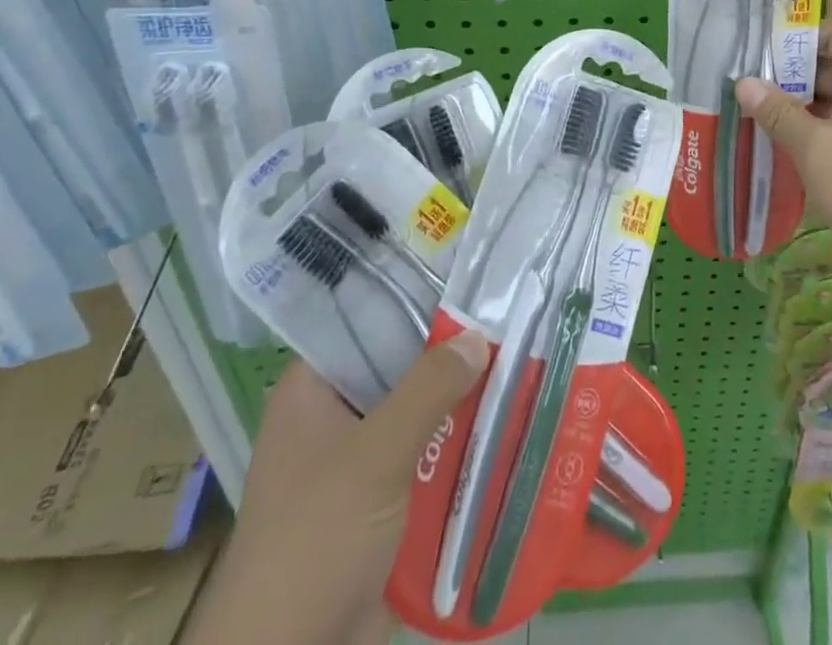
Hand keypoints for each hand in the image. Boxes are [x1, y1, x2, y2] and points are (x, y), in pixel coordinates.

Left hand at [184, 334, 489, 644]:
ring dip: (461, 407)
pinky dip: (458, 451)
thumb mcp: (375, 455)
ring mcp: (355, 465)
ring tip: (520, 371)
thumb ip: (427, 389)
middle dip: (451, 359)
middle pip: (399, 371)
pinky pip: (425, 461)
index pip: (368, 323)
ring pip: (417, 417)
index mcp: (312, 391)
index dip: (418, 303)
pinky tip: (506, 430)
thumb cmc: (316, 541)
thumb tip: (476, 335)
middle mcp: (332, 418)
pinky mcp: (379, 507)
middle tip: (509, 327)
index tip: (472, 291)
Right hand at [737, 23, 831, 278]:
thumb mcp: (814, 146)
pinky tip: (778, 141)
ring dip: (796, 104)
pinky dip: (810, 129)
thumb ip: (777, 111)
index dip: (800, 35)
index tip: (762, 46)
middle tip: (746, 81)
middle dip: (788, 74)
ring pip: (830, 101)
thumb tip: (743, 82)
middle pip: (829, 67)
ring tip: (753, 110)